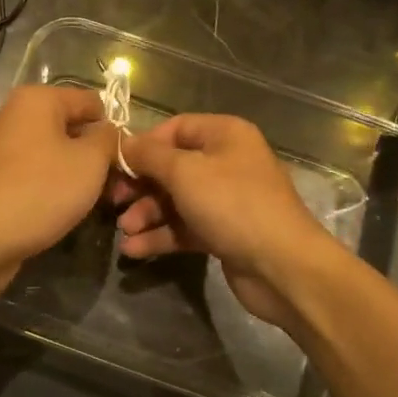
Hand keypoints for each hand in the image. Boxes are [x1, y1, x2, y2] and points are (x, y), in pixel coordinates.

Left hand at [0, 85, 117, 307]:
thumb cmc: (39, 190)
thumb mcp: (90, 162)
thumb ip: (109, 140)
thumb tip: (111, 132)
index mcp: (38, 98)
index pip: (93, 102)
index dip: (114, 130)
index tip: (127, 163)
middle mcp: (16, 115)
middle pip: (73, 129)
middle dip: (97, 157)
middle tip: (117, 190)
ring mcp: (2, 147)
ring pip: (56, 155)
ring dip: (78, 177)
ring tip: (95, 205)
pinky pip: (36, 175)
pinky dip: (53, 190)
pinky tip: (65, 213)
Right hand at [108, 114, 344, 330]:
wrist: (283, 267)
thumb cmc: (233, 205)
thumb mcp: (185, 172)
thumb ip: (149, 155)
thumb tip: (123, 144)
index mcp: (225, 135)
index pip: (175, 129)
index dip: (144, 145)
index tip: (116, 165)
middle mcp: (227, 162)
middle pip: (173, 166)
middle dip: (141, 185)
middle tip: (113, 201)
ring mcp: (226, 200)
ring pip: (176, 200)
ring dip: (147, 213)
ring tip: (125, 231)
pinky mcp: (223, 233)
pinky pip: (185, 227)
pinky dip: (161, 235)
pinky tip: (135, 249)